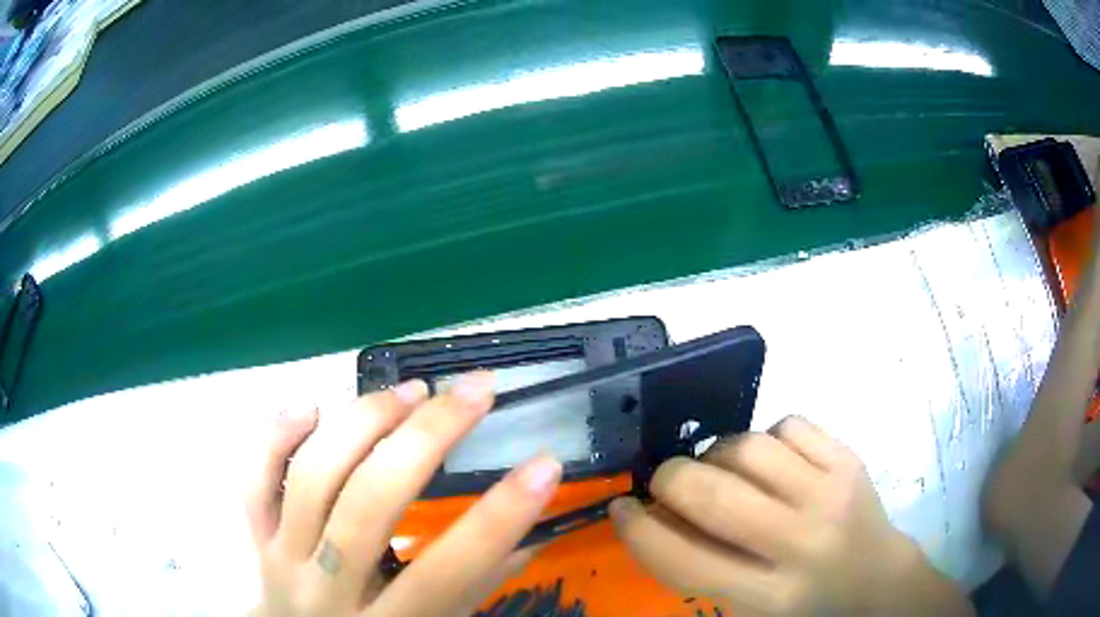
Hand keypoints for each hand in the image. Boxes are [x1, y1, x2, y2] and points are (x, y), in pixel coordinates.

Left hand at [246, 372, 562, 616]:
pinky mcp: (257, 537)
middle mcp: (327, 589)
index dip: (500, 517)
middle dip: (427, 438)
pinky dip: (277, 436)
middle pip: (369, 505)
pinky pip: (255, 481)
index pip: (448, 571)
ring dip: (364, 423)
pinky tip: (313, 406)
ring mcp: (283, 558)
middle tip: (473, 391)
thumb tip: (532, 531)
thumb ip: (477, 587)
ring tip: (412, 391)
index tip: (544, 463)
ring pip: (312, 478)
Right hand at [611, 416, 971, 615]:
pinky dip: (765, 436)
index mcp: (770, 597)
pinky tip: (770, 458)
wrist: (878, 581)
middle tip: (666, 482)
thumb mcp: (749, 606)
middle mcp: (801, 544)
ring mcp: (831, 494)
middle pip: (713, 495)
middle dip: (670, 479)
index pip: (684, 561)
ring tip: (722, 468)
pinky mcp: (850, 460)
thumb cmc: (806, 605)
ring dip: (717, 453)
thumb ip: (701, 568)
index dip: (638, 530)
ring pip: (748, 447)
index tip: (621, 508)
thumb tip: (653, 515)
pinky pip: (789, 424)